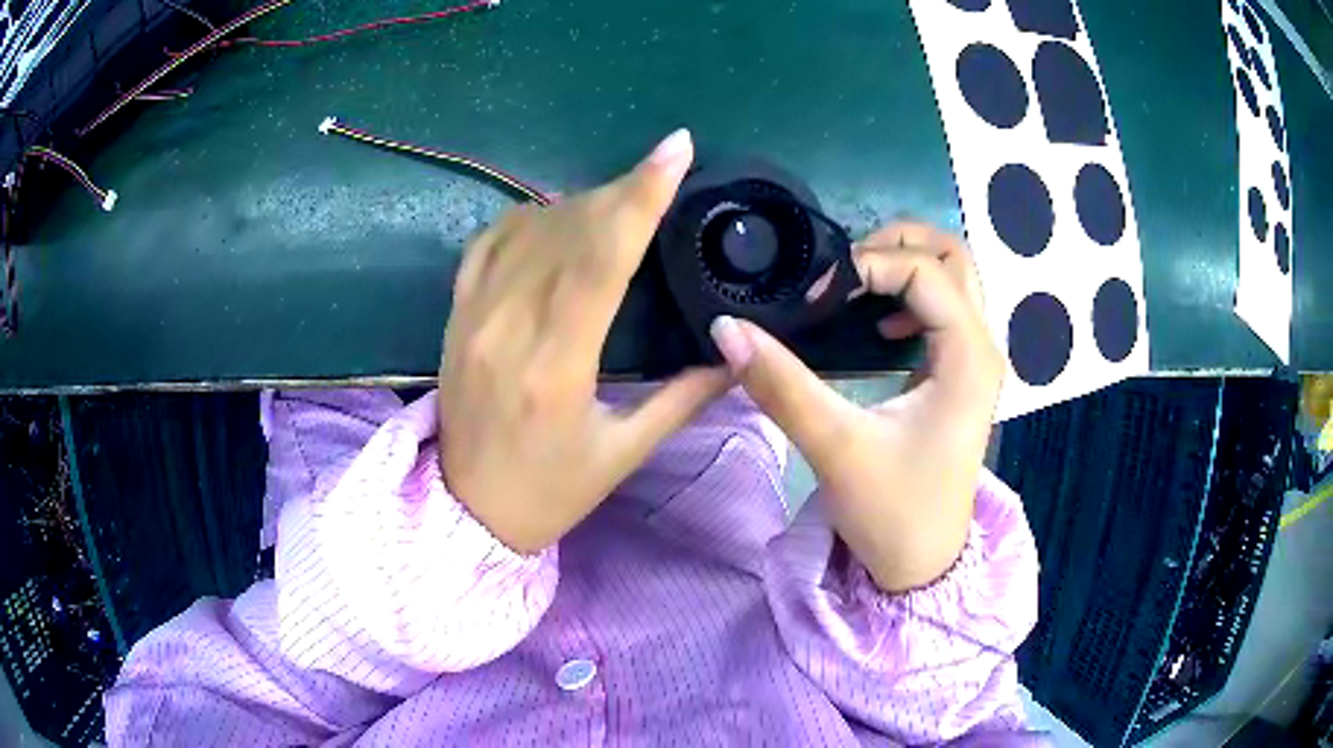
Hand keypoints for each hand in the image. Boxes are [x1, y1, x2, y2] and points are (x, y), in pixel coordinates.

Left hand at [439, 130, 728, 553]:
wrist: (465, 511)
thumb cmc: (550, 492)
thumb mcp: (623, 453)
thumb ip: (683, 397)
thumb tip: (737, 350)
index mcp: (557, 363)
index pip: (601, 257)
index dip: (640, 195)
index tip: (674, 150)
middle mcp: (508, 325)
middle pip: (568, 229)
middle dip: (620, 190)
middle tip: (660, 174)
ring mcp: (473, 314)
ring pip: (529, 228)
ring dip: (579, 203)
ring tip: (618, 201)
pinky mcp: (455, 314)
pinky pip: (488, 242)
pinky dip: (527, 217)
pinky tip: (556, 216)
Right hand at [709, 222, 1002, 591]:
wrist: (921, 565)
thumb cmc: (891, 511)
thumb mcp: (835, 447)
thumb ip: (781, 383)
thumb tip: (726, 327)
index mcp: (968, 357)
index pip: (925, 271)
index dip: (866, 267)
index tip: (817, 300)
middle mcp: (982, 347)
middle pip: (954, 256)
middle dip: (897, 244)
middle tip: (843, 269)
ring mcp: (975, 360)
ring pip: (954, 278)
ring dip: (905, 266)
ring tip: (854, 288)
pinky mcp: (960, 374)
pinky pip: (946, 307)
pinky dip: (911, 295)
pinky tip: (877, 325)